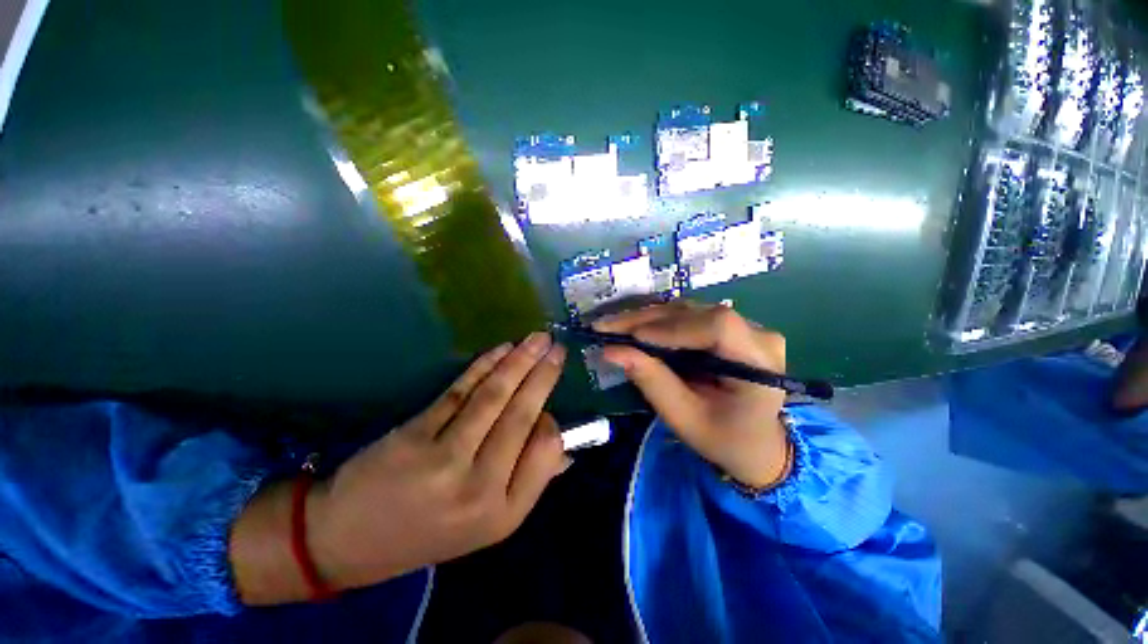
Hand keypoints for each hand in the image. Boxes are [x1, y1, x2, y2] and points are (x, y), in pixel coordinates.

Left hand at [232, 332, 568, 601]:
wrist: (348, 541)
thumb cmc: (428, 532)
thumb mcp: (487, 524)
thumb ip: (529, 483)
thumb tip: (564, 451)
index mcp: (504, 513)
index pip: (546, 450)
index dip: (551, 420)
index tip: (547, 405)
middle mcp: (480, 487)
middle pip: (522, 415)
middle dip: (543, 375)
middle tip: (557, 347)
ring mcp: (445, 459)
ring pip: (494, 396)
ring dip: (519, 361)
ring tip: (538, 339)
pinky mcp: (415, 435)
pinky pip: (460, 391)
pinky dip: (484, 366)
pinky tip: (501, 350)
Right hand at [595, 301, 789, 488]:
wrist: (756, 444)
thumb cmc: (725, 439)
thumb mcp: (685, 418)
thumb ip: (652, 382)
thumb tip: (612, 351)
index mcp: (758, 362)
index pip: (717, 326)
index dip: (671, 328)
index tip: (631, 338)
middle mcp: (757, 333)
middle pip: (696, 312)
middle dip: (647, 320)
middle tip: (607, 326)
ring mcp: (744, 326)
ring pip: (688, 310)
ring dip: (647, 318)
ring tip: (615, 326)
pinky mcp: (728, 326)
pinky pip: (688, 316)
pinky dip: (657, 321)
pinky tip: (634, 327)